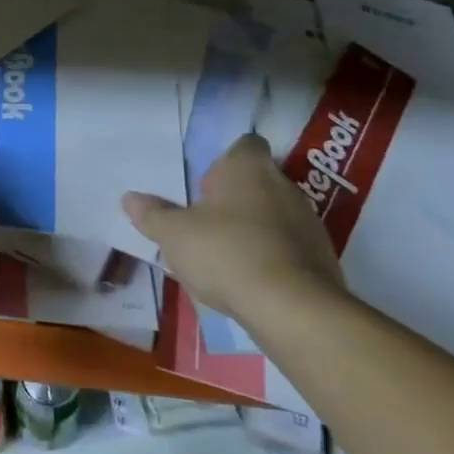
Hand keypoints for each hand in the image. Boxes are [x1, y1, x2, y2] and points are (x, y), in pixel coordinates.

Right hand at [123, 133, 343, 324]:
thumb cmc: (226, 253)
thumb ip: (153, 215)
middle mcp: (284, 186)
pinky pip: (292, 247)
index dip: (227, 160)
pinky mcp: (323, 258)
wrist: (292, 308)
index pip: (245, 145)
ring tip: (228, 254)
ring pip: (277, 214)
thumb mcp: (174, 235)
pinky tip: (253, 279)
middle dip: (237, 197)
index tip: (208, 184)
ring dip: (256, 227)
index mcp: (248, 169)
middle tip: (208, 221)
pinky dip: (274, 256)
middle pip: (260, 180)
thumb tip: (130, 198)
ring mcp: (309, 222)